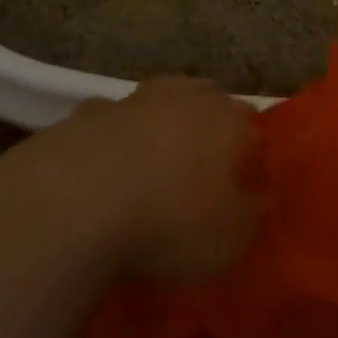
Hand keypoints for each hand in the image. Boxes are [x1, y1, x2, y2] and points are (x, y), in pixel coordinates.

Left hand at [31, 78, 262, 283]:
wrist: (78, 198)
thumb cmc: (169, 222)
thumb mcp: (228, 241)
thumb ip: (251, 216)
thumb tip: (260, 199)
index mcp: (226, 122)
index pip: (251, 124)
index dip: (252, 148)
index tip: (250, 176)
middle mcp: (184, 96)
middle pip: (207, 98)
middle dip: (211, 122)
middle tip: (208, 161)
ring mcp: (135, 97)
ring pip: (160, 99)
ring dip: (163, 121)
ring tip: (159, 159)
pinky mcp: (91, 110)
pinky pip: (115, 119)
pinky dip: (118, 135)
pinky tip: (111, 164)